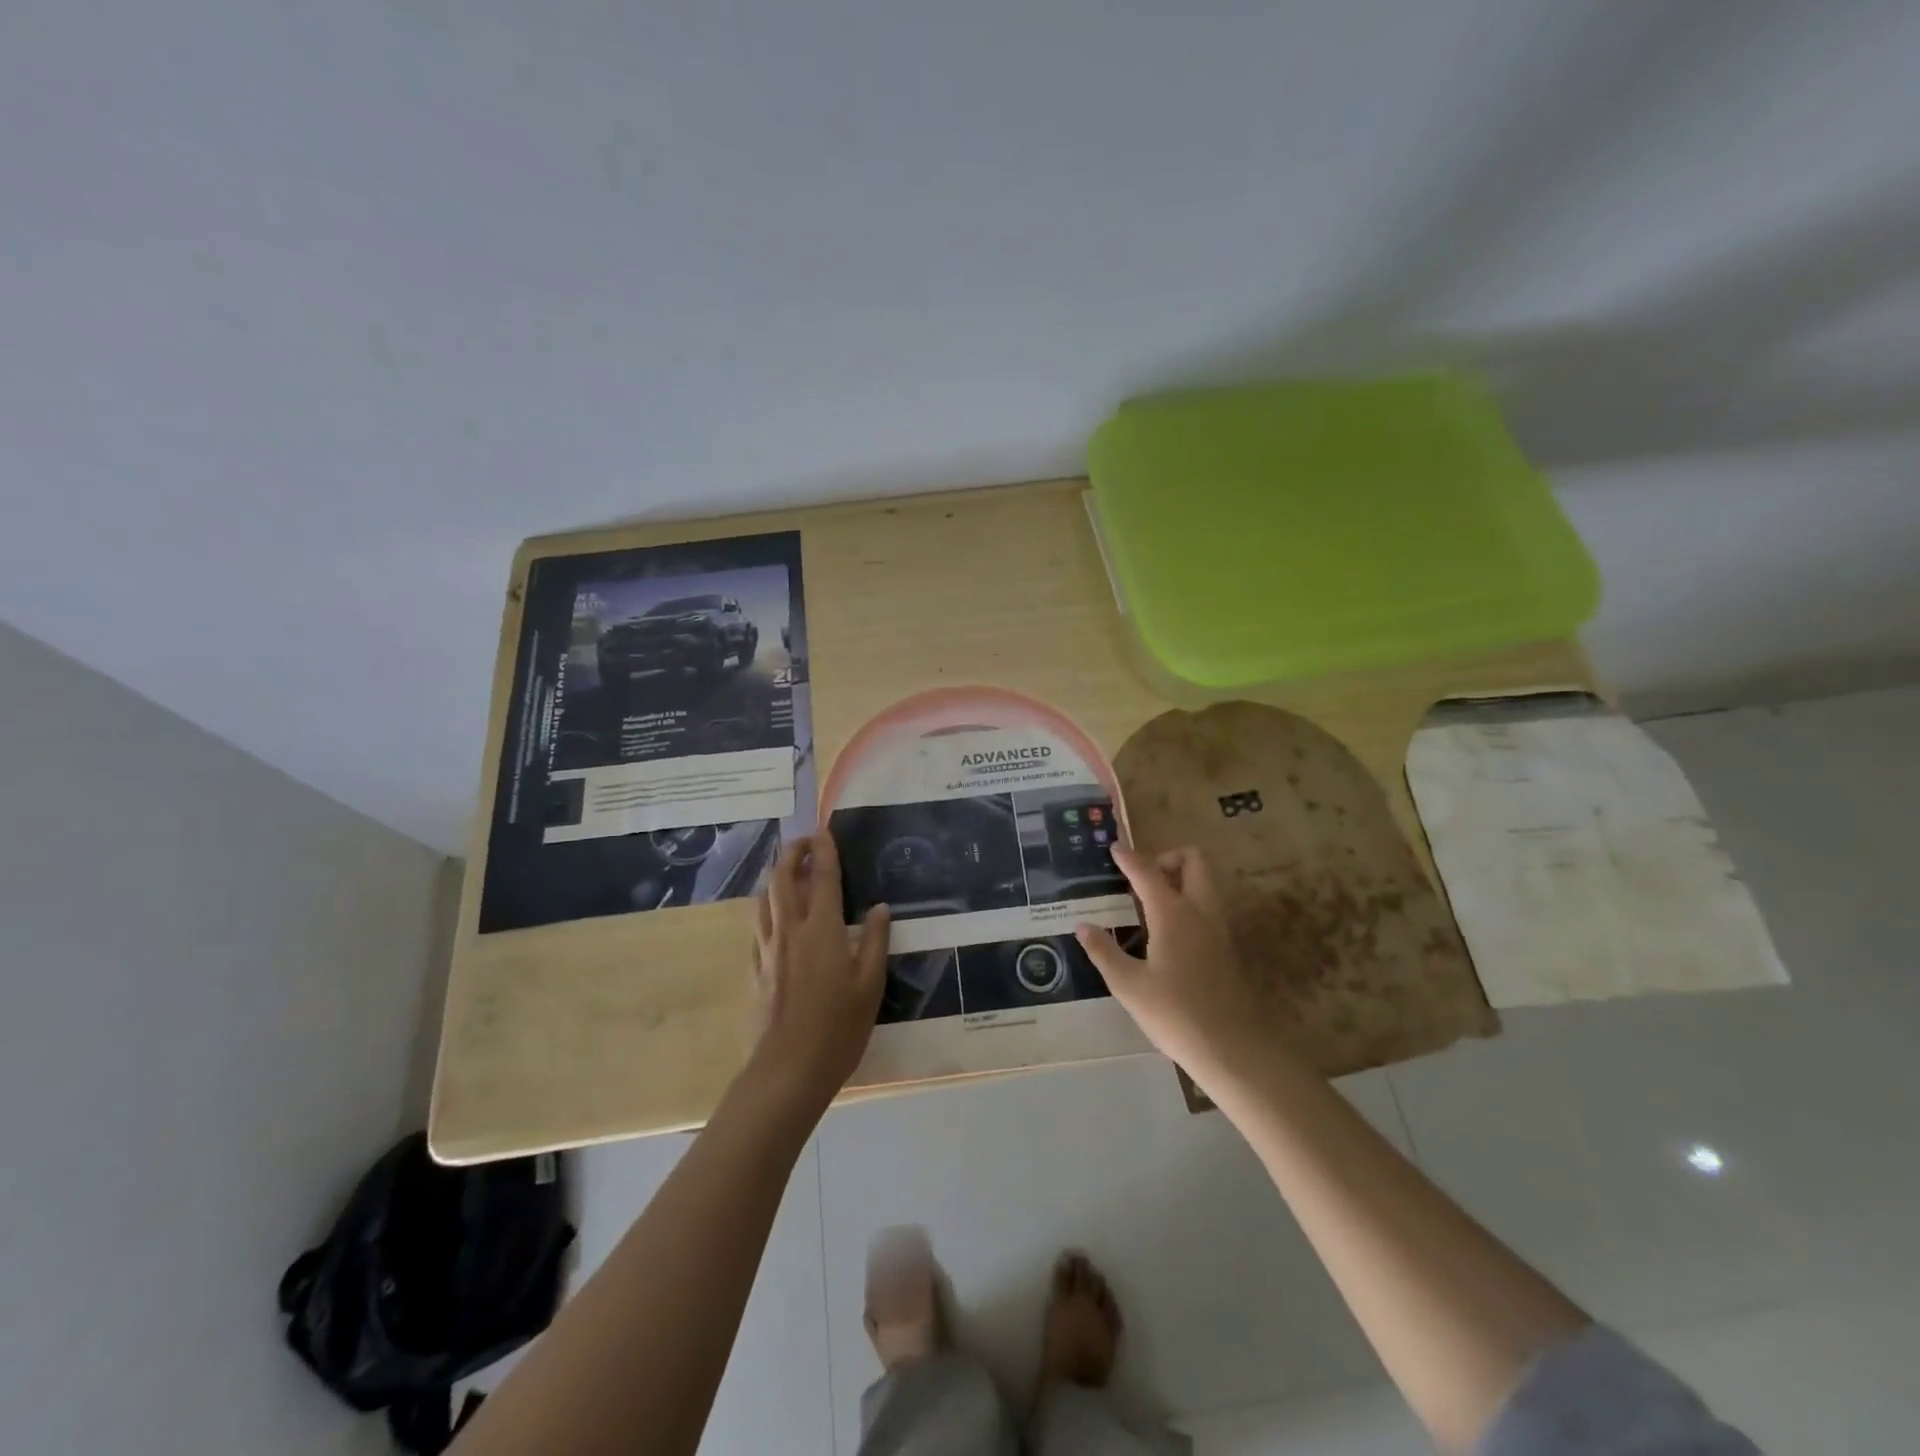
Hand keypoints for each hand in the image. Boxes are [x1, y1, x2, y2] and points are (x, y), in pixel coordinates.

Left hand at [751, 831, 889, 1109]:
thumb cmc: (839, 1026)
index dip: (824, 850)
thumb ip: (875, 941)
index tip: (824, 830)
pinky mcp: (756, 969)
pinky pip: (759, 926)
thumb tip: (879, 908)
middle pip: (783, 879)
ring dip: (776, 877)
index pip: (824, 877)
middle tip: (803, 842)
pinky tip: (775, 917)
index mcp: (823, 929)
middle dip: (792, 853)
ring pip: (765, 900)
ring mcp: (768, 949)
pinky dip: (768, 909)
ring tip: (788, 870)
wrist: (789, 1069)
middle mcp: (791, 930)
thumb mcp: (870, 984)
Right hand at [1076, 846, 1284, 1095]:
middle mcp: (1200, 911)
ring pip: (1206, 883)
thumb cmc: (1175, 1015)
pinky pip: (1209, 907)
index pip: (1148, 872)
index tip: (1115, 848)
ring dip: (1181, 880)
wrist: (1233, 1050)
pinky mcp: (1228, 948)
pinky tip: (1168, 933)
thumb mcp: (1128, 985)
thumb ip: (1104, 952)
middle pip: (1194, 861)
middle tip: (1143, 880)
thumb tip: (1083, 926)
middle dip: (1168, 859)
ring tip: (1150, 905)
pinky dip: (1189, 903)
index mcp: (1173, 914)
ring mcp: (1220, 929)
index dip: (1129, 858)